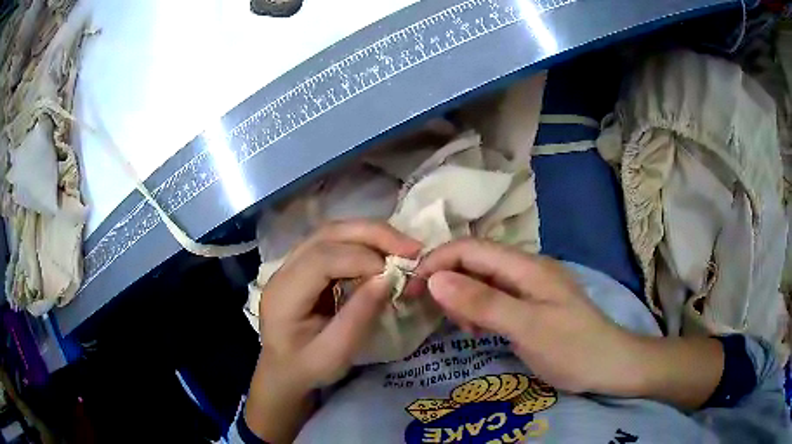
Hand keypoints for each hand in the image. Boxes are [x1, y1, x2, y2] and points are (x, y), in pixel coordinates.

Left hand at [246, 220, 420, 441]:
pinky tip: (382, 253)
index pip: (322, 259)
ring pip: (332, 232)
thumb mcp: (335, 354)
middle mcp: (283, 270)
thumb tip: (388, 277)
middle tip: (411, 247)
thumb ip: (359, 316)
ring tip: (402, 247)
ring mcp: (291, 263)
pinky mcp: (304, 265)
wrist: (283, 371)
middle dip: (372, 234)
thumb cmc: (307, 368)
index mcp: (284, 294)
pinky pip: (334, 242)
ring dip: (370, 234)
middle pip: (327, 234)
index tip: (395, 273)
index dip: (361, 259)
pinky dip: (362, 242)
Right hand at [414, 239, 722, 406]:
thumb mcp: (527, 327)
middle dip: (448, 280)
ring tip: (462, 326)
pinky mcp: (529, 304)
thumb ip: (483, 302)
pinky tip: (478, 329)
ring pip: (482, 280)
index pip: (471, 248)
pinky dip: (477, 309)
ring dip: (463, 297)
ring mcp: (529, 287)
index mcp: (527, 266)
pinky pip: (493, 297)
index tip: (414, 286)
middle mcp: (526, 269)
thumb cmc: (573, 348)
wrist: (610, 365)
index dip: (438, 260)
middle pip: (474, 261)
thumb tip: (436, 279)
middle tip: (436, 313)